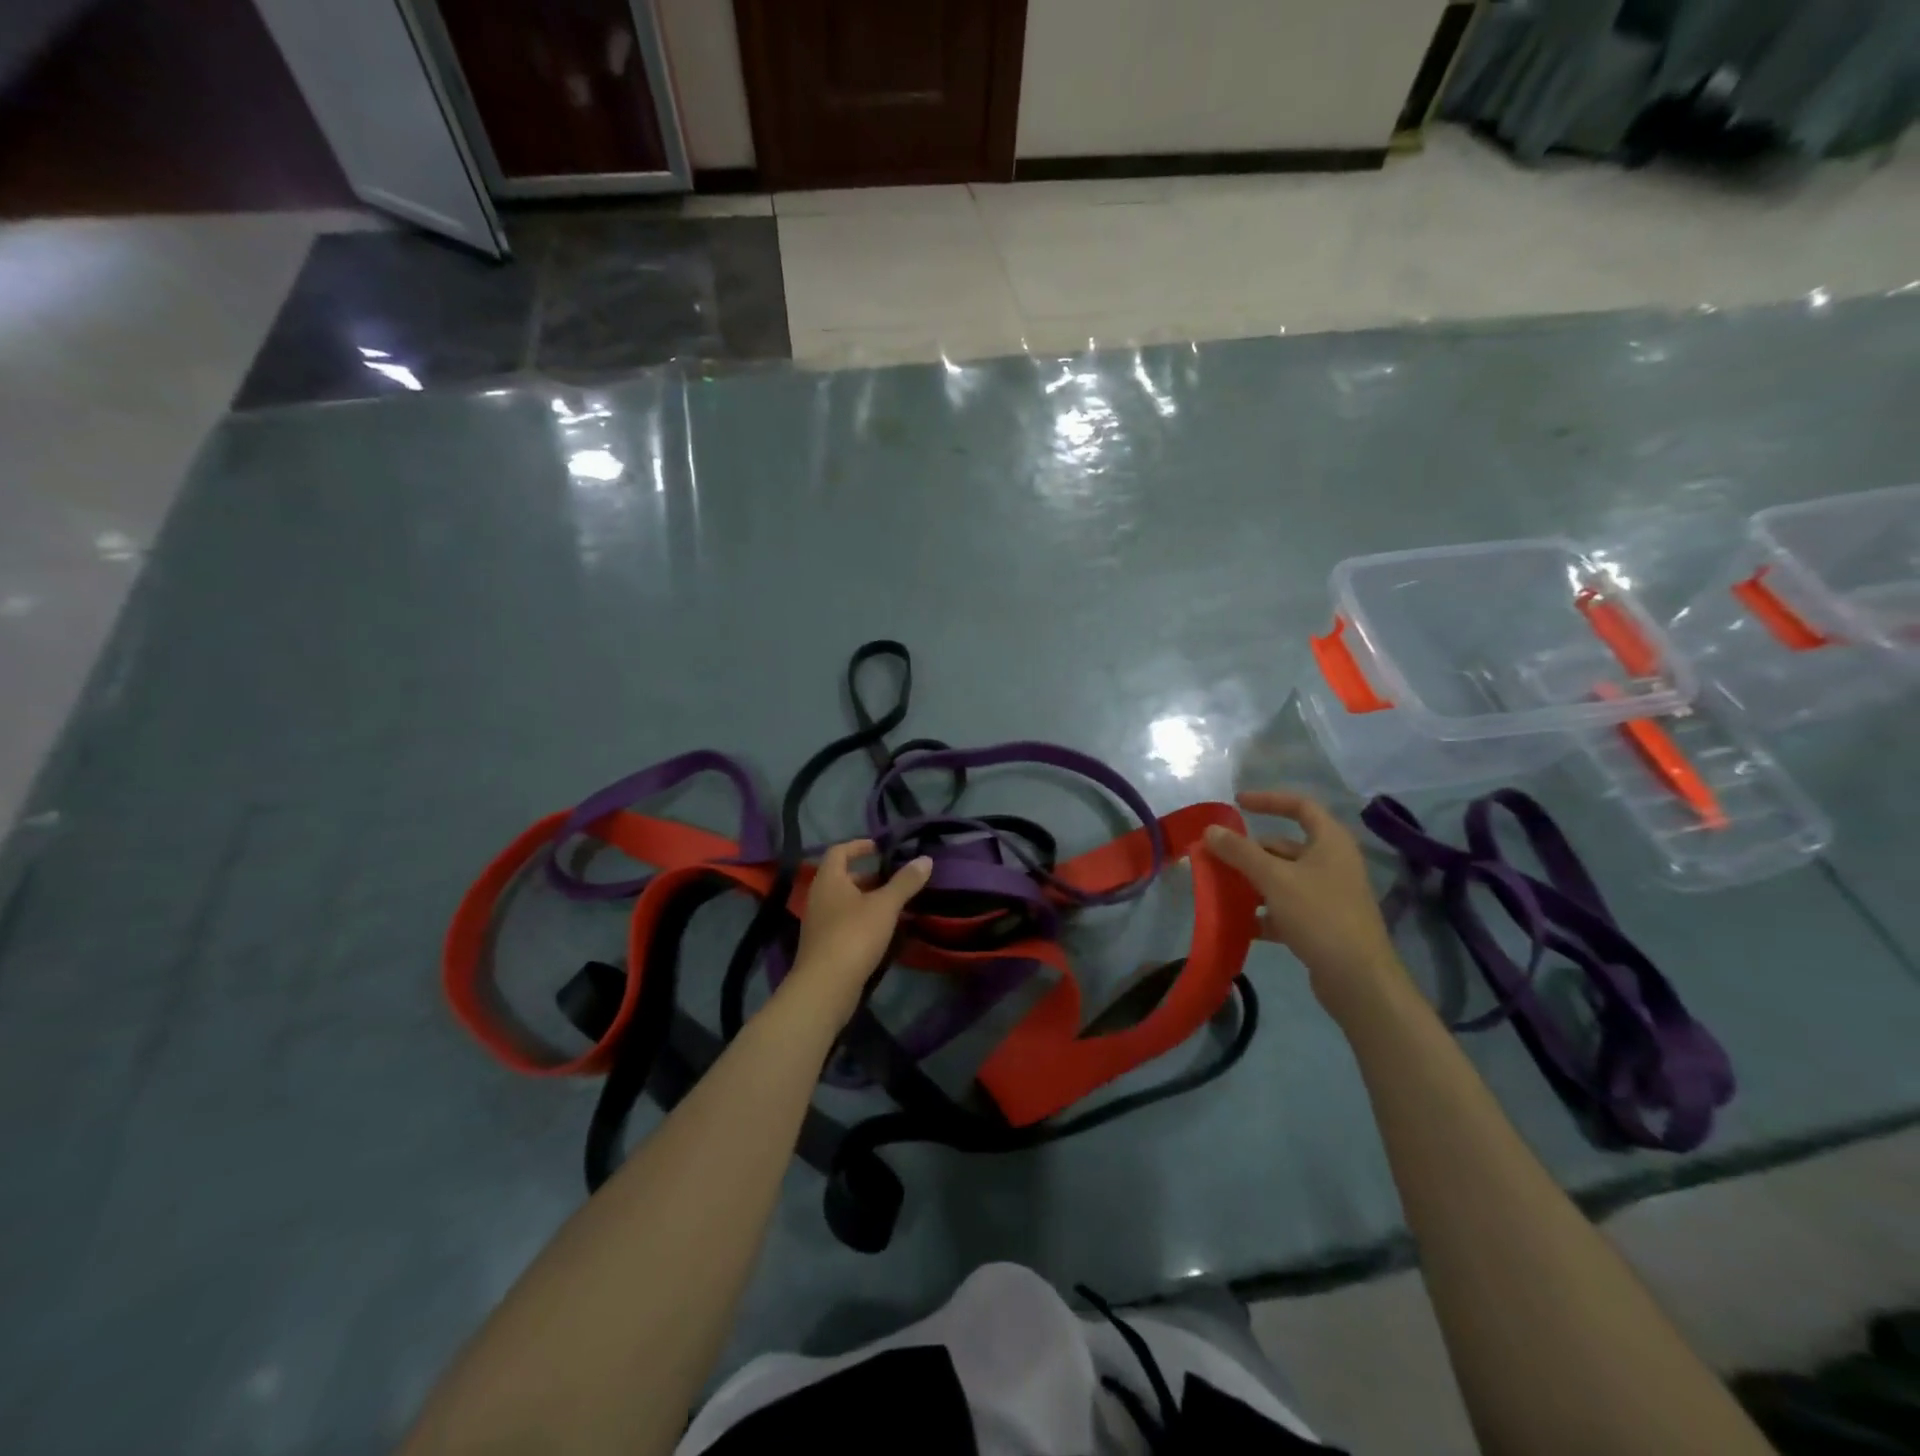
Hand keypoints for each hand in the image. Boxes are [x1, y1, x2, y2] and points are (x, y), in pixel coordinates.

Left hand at [789, 840, 932, 1019]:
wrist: (826, 986)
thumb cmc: (854, 935)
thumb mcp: (885, 905)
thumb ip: (905, 882)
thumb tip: (925, 859)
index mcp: (829, 880)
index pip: (839, 851)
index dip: (859, 845)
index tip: (880, 847)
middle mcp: (819, 897)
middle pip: (844, 877)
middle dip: (870, 876)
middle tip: (896, 879)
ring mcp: (819, 923)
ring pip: (846, 902)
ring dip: (868, 900)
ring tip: (896, 904)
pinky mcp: (825, 945)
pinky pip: (846, 922)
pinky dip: (864, 920)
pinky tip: (884, 930)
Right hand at [1203, 790, 1408, 1022]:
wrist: (1358, 980)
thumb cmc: (1320, 915)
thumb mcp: (1274, 879)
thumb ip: (1240, 852)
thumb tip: (1210, 829)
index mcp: (1330, 842)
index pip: (1300, 806)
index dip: (1268, 800)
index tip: (1236, 804)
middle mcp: (1332, 863)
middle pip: (1284, 846)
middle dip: (1248, 851)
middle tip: (1215, 856)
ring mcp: (1328, 895)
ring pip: (1282, 878)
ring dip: (1251, 882)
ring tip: (1219, 888)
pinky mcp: (1321, 924)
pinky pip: (1285, 908)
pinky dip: (1262, 911)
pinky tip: (1238, 923)